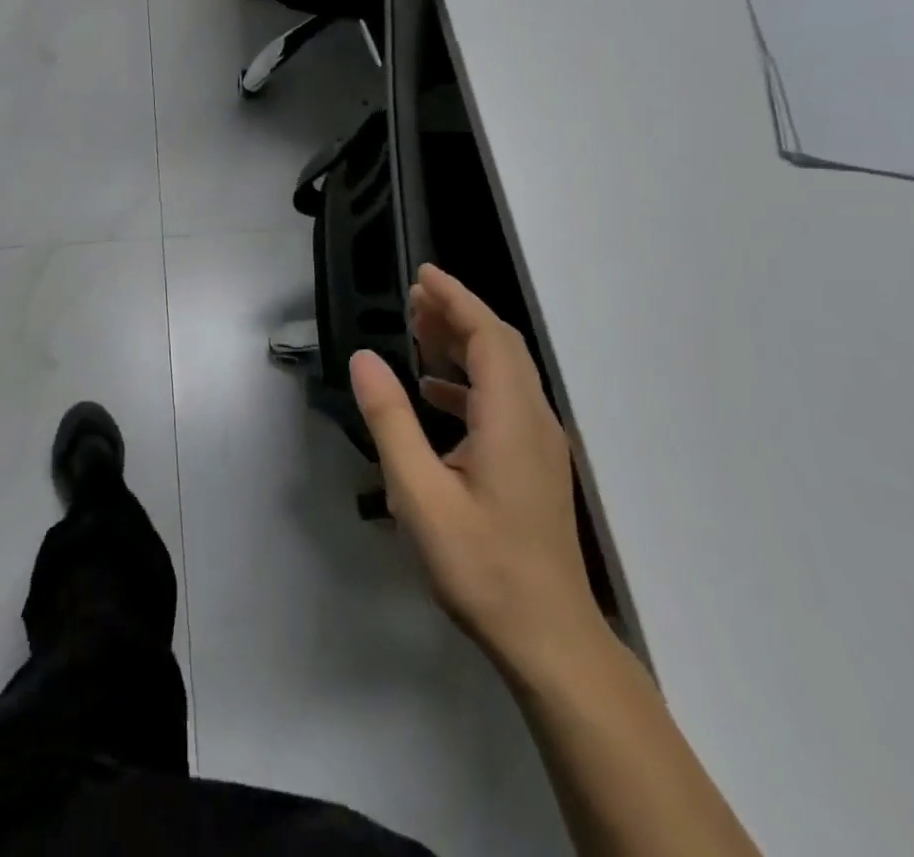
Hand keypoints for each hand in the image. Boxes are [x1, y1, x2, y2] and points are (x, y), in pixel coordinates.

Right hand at [350, 265, 599, 681]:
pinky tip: (435, 394)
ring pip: (504, 373)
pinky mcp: (534, 465)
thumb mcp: (420, 493)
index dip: (457, 299)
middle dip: (458, 314)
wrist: (549, 640)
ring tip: (420, 331)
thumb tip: (364, 359)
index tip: (423, 274)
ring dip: (464, 344)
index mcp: (510, 417)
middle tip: (414, 297)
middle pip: (500, 347)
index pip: (488, 336)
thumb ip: (390, 421)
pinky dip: (469, 382)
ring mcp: (539, 444)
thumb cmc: (482, 565)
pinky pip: (503, 401)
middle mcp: (533, 419)